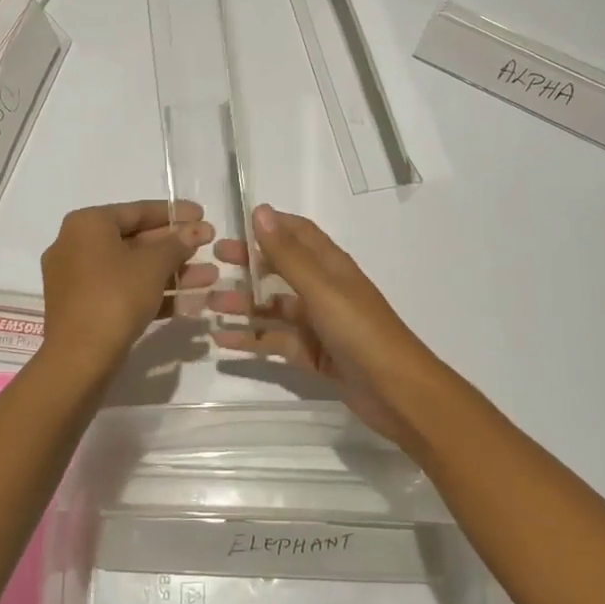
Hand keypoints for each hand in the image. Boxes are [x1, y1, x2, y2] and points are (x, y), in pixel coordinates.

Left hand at [39, 200, 215, 380]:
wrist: (78, 359)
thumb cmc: (115, 297)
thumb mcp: (152, 266)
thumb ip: (177, 243)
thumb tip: (198, 230)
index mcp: (87, 225)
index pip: (137, 211)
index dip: (174, 213)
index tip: (203, 215)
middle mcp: (76, 245)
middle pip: (135, 240)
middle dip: (176, 246)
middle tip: (209, 246)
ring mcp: (78, 279)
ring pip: (133, 269)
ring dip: (171, 272)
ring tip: (210, 277)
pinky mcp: (85, 308)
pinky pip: (124, 290)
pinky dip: (153, 292)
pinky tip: (189, 301)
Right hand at [211, 205, 447, 446]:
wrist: (397, 392)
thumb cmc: (360, 330)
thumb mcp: (321, 288)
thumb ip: (287, 254)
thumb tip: (260, 211)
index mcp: (331, 266)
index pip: (298, 233)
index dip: (270, 225)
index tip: (233, 224)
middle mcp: (324, 289)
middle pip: (281, 269)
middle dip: (248, 264)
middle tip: (211, 264)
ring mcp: (318, 323)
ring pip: (274, 307)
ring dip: (243, 304)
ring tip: (208, 305)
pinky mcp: (313, 354)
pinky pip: (276, 341)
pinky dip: (251, 338)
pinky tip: (222, 340)